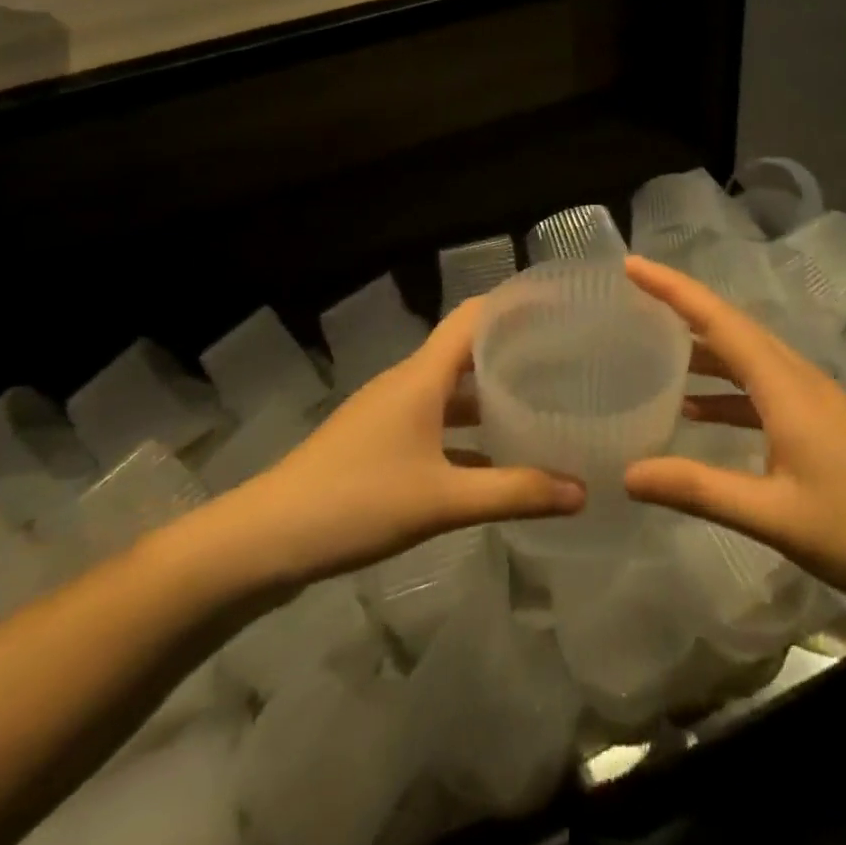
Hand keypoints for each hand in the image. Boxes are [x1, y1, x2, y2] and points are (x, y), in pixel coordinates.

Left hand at [186, 299, 584, 597]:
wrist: (264, 539)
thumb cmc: (356, 501)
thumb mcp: (442, 500)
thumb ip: (514, 492)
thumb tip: (582, 492)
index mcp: (421, 376)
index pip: (473, 317)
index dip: (514, 304)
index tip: (560, 305)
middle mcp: (407, 383)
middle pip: (466, 350)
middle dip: (512, 350)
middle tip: (565, 358)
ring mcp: (389, 413)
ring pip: (451, 390)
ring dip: (490, 393)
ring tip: (540, 402)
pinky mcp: (378, 443)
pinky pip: (435, 422)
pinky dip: (467, 431)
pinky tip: (494, 457)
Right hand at [624, 257, 845, 618]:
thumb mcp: (773, 516)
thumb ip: (698, 489)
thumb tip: (628, 473)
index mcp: (786, 386)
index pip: (719, 320)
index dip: (673, 289)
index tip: (632, 265)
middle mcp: (799, 379)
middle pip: (733, 328)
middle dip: (682, 308)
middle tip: (633, 298)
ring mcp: (814, 401)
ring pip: (748, 358)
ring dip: (704, 349)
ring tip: (653, 349)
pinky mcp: (822, 425)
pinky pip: (762, 390)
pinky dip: (726, 391)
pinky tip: (698, 412)